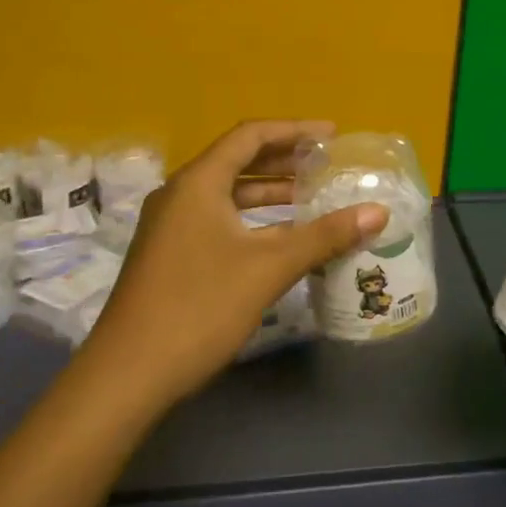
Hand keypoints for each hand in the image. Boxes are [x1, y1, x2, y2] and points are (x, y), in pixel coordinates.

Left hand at [86, 120, 386, 408]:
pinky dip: (254, 218)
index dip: (295, 130)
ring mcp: (171, 226)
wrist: (127, 376)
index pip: (250, 136)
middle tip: (327, 164)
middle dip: (285, 159)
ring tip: (312, 196)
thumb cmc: (199, 308)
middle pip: (238, 160)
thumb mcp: (269, 268)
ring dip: (270, 191)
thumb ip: (324, 235)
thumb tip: (378, 212)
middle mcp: (180, 194)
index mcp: (198, 183)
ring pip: (228, 193)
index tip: (332, 136)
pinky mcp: (171, 254)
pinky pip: (219, 218)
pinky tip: (282, 237)